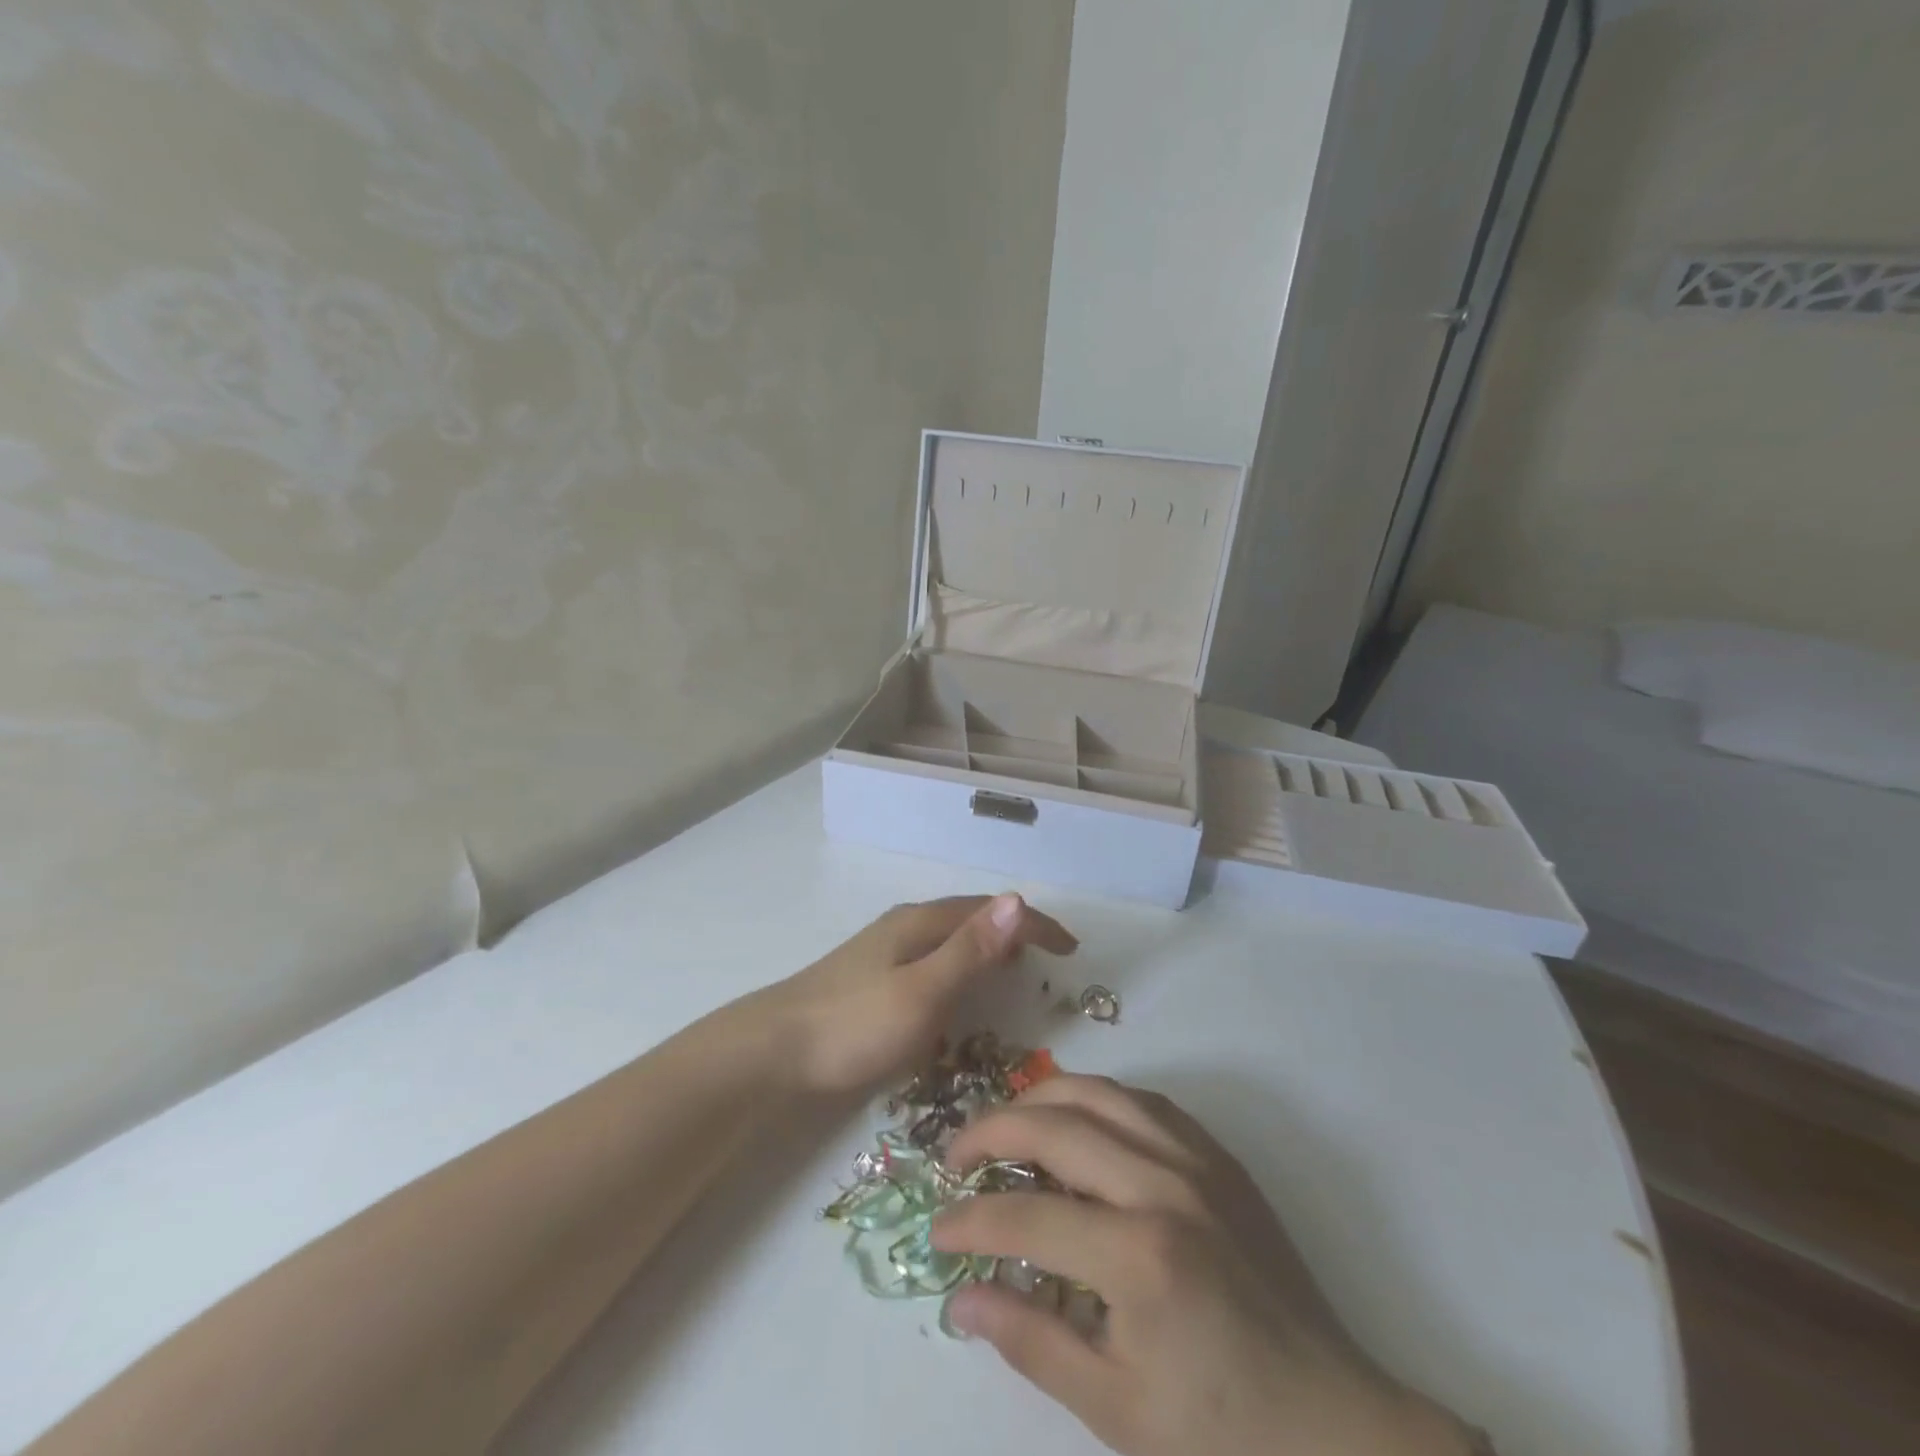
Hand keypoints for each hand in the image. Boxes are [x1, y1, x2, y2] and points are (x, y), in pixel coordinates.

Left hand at [756, 895, 1077, 1096]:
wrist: (771, 1053)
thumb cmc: (852, 1025)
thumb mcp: (921, 992)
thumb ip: (970, 951)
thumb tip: (1019, 901)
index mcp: (920, 923)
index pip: (991, 911)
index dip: (1035, 925)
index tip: (1072, 949)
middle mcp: (904, 927)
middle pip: (971, 918)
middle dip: (1014, 932)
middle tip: (1049, 960)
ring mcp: (884, 951)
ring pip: (950, 939)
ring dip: (987, 948)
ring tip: (1014, 970)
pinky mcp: (871, 978)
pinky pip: (932, 960)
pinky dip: (961, 967)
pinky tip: (956, 993)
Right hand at [932, 1076, 1477, 1455]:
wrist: (1334, 1426)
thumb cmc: (1221, 1432)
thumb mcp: (1116, 1408)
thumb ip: (1032, 1341)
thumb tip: (960, 1299)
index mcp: (1138, 1256)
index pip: (1025, 1215)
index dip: (970, 1220)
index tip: (937, 1229)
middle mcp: (1163, 1186)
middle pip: (1054, 1125)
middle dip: (990, 1133)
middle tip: (956, 1159)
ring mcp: (1196, 1161)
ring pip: (1098, 1091)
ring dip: (1040, 1098)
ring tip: (1007, 1124)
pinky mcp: (1219, 1157)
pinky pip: (1144, 1101)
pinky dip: (1096, 1099)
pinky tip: (1079, 1123)